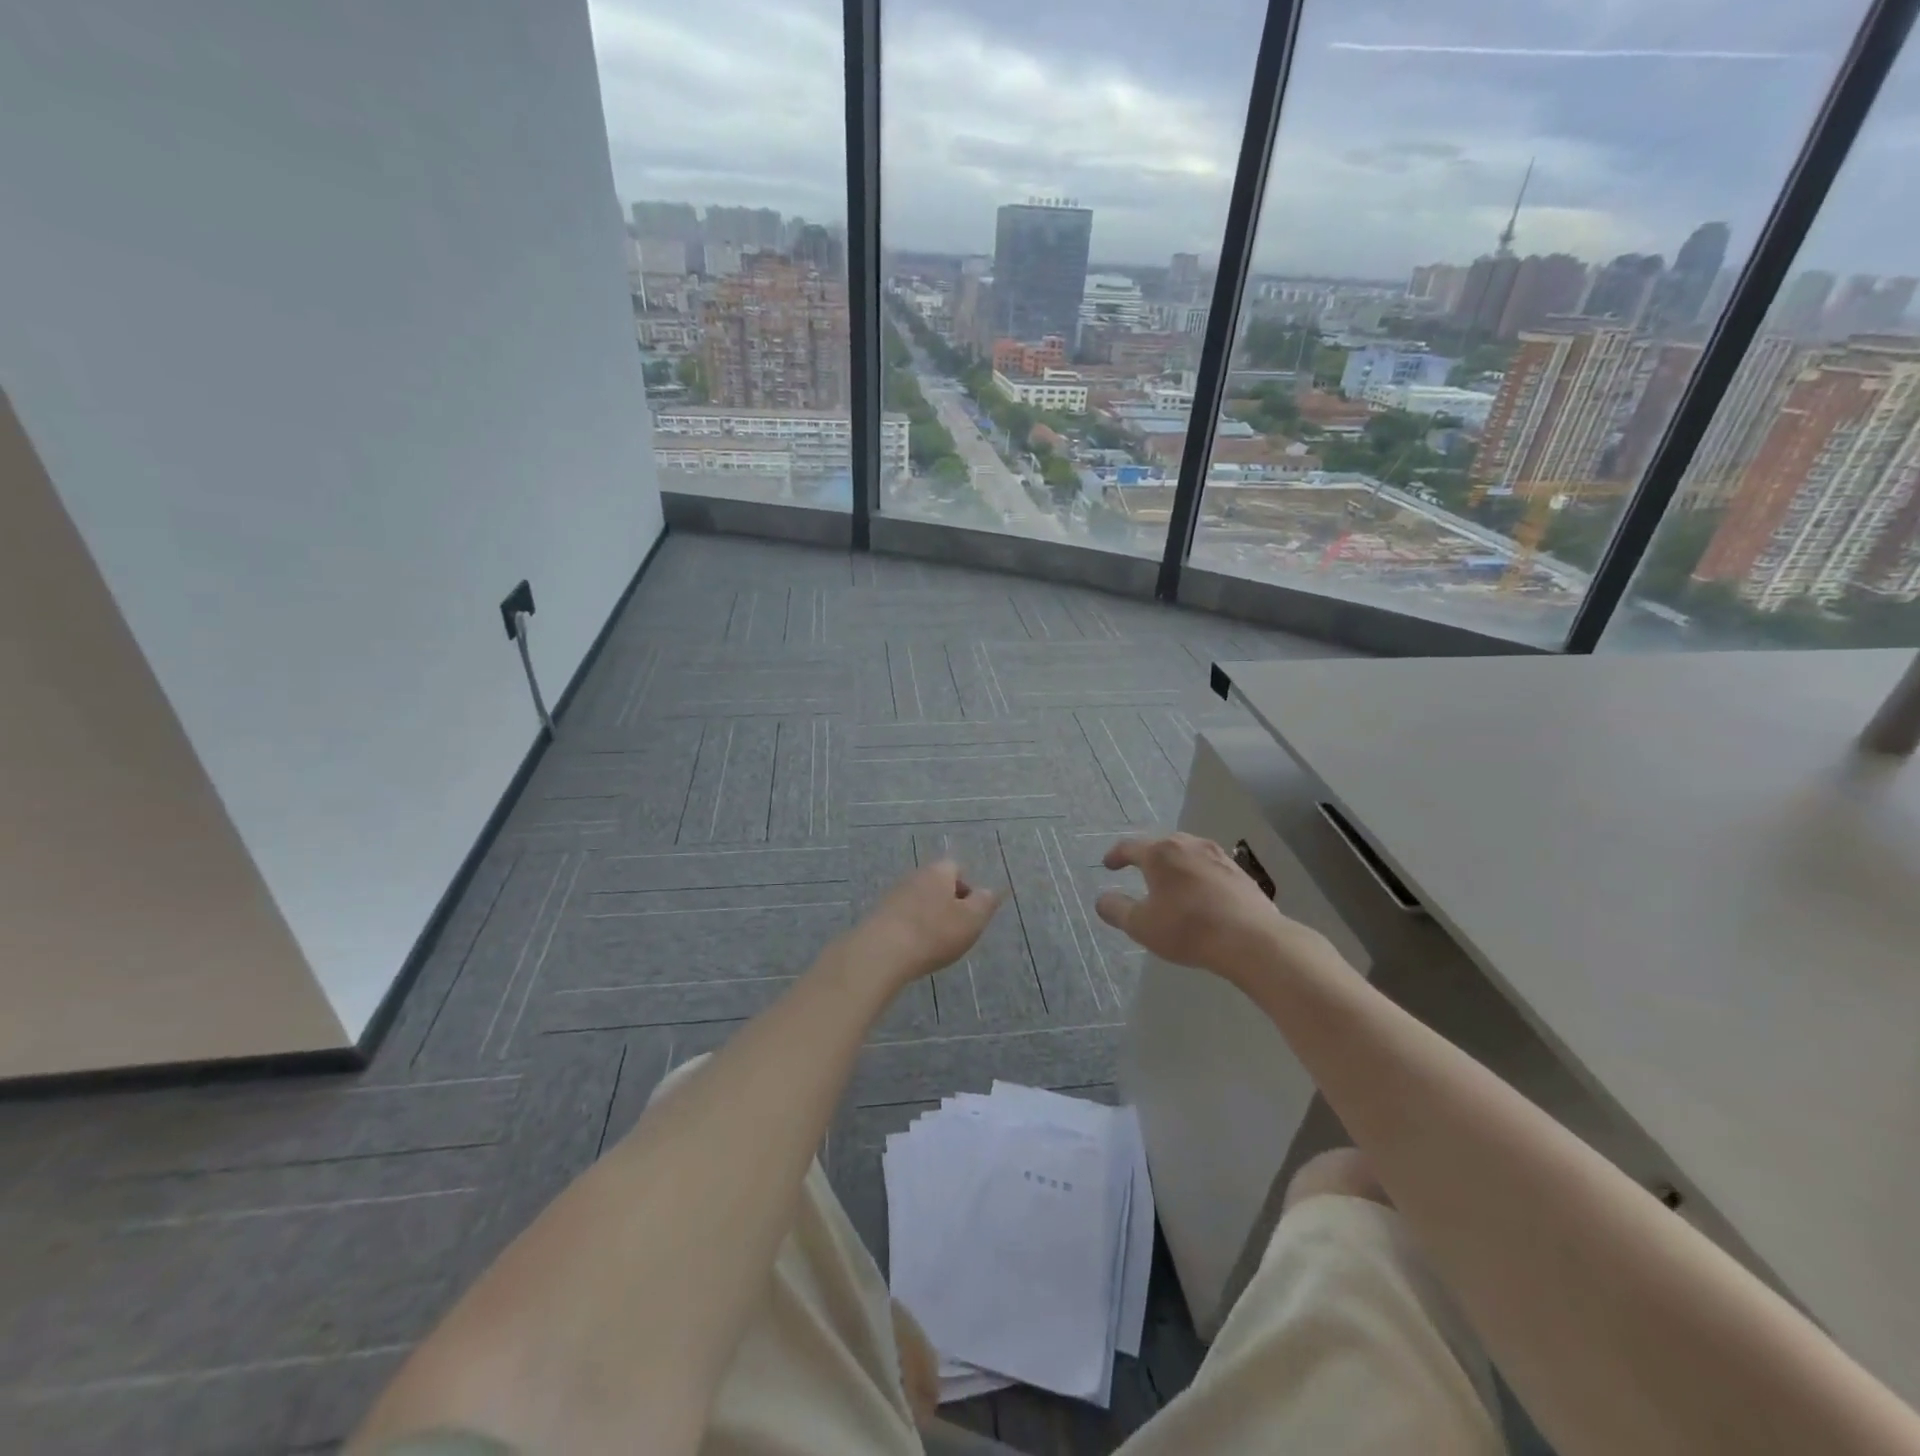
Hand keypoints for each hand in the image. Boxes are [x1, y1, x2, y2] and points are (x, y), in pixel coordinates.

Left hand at [844, 860, 1000, 985]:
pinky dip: (912, 930)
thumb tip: (989, 891)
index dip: (968, 890)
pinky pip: (903, 918)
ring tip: (935, 945)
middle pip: (937, 885)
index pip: (957, 869)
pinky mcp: (878, 915)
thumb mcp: (972, 919)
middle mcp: (914, 876)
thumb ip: (985, 902)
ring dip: (929, 919)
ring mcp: (893, 895)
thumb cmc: (933, 933)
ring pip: (920, 902)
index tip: (971, 915)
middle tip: (956, 932)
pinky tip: (913, 950)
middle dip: (948, 906)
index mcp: (938, 871)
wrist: (881, 953)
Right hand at [1096, 832, 1321, 980]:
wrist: (1251, 940)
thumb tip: (1102, 900)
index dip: (1116, 856)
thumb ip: (1116, 910)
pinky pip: (1209, 867)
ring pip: (1188, 853)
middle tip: (1138, 870)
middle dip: (1147, 857)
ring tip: (1170, 881)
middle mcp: (1188, 845)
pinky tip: (1200, 894)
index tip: (1108, 865)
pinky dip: (1197, 875)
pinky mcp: (1240, 872)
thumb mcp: (1141, 925)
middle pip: (1161, 845)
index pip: (1130, 847)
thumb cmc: (1187, 929)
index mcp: (1160, 853)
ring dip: (1175, 864)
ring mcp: (1218, 856)